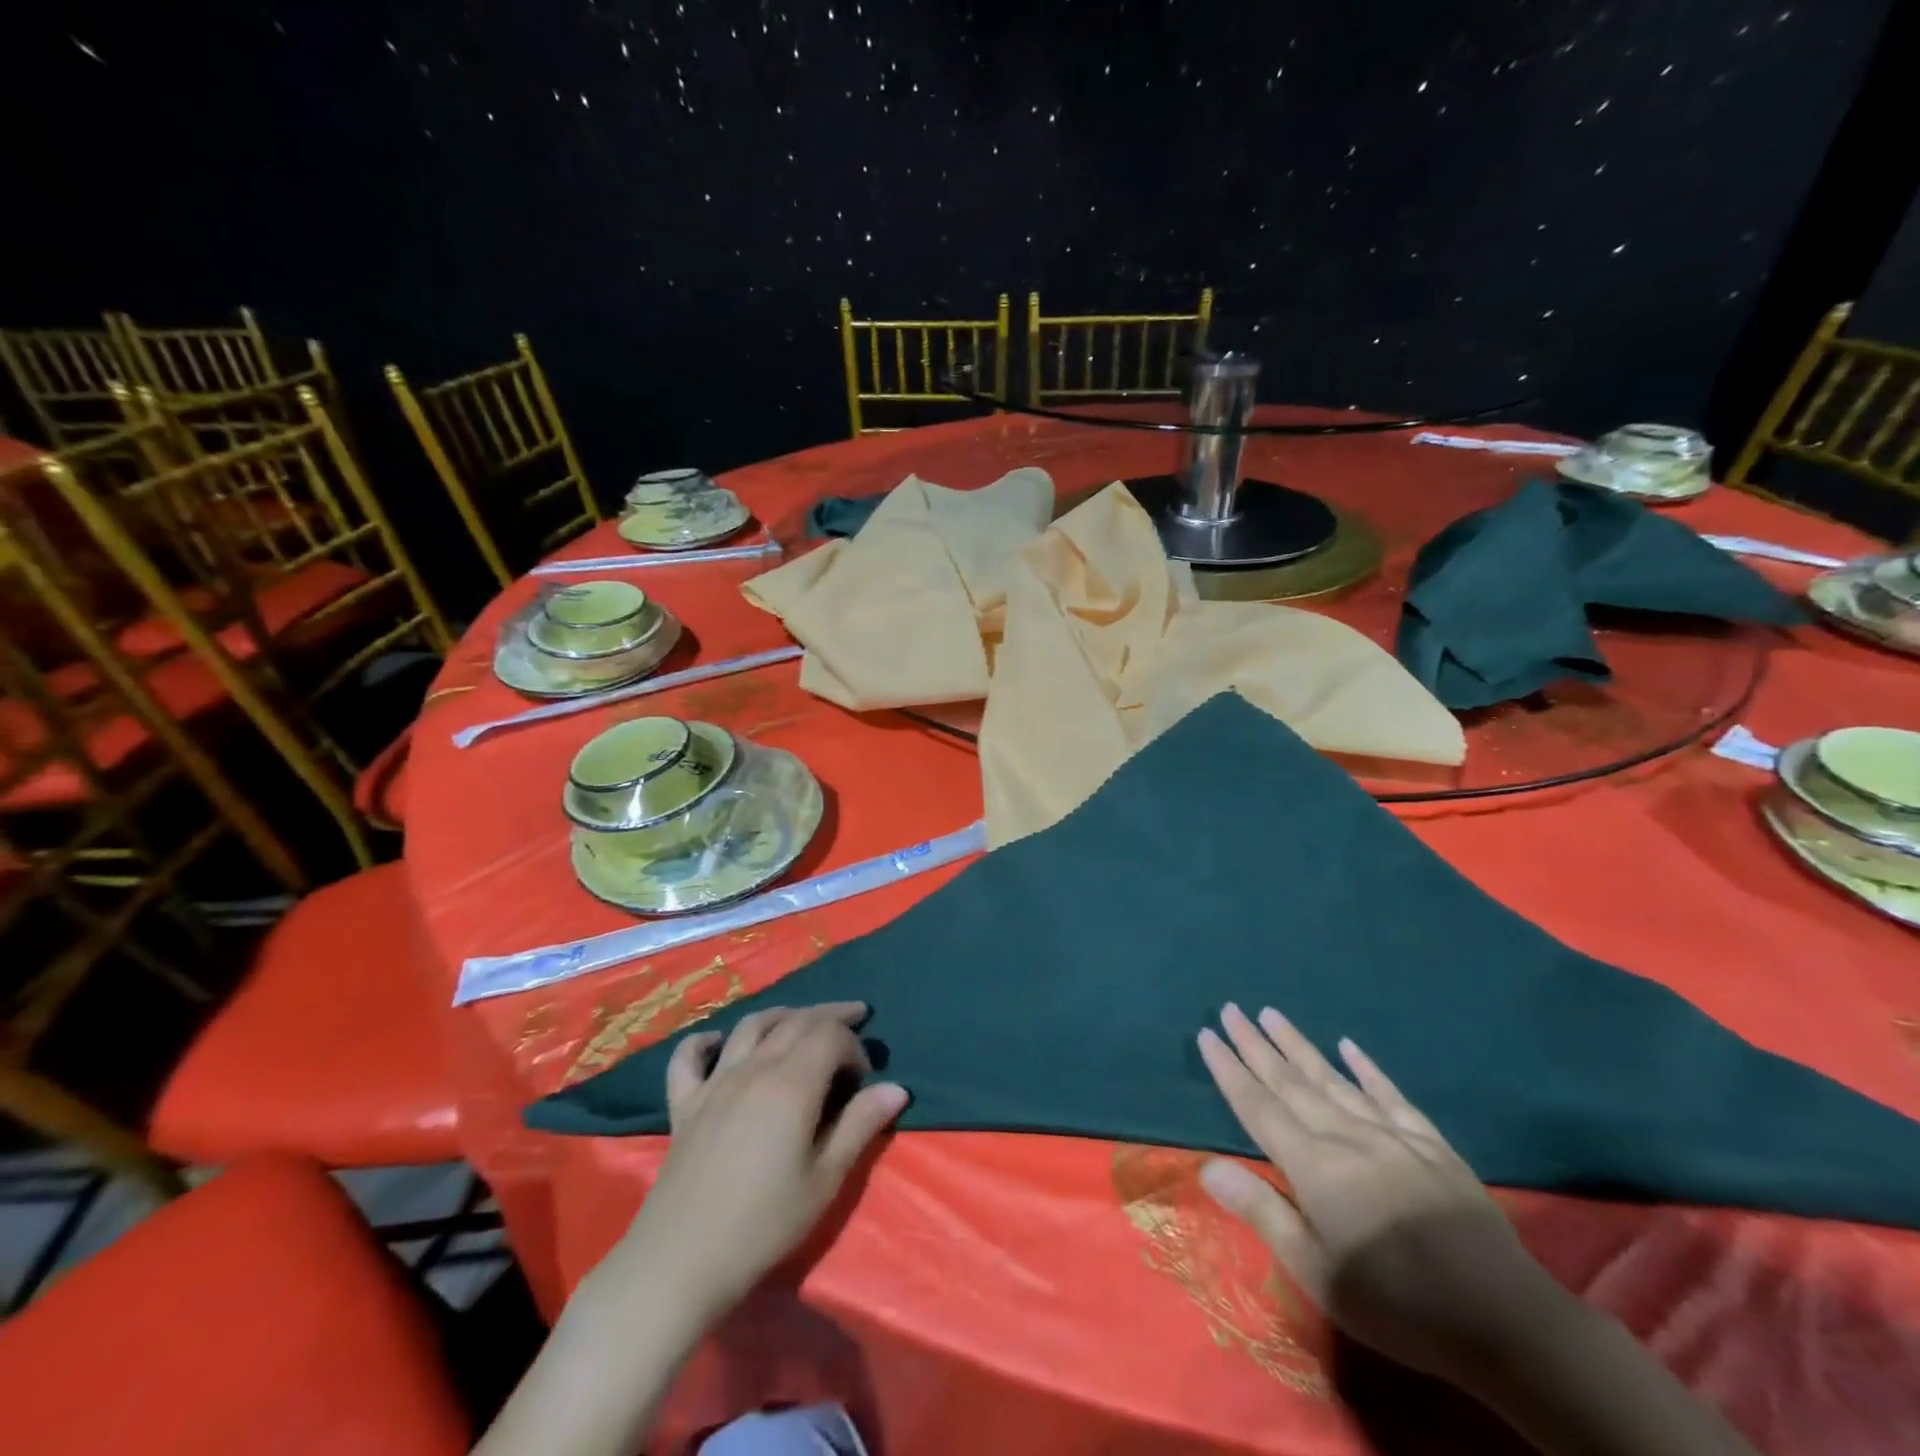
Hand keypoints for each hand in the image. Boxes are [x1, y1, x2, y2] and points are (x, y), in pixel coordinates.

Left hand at [616, 1002, 907, 1325]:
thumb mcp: (825, 1180)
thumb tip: (896, 1088)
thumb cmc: (764, 1223)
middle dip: (830, 1015)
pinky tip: (719, 1043)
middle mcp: (754, 1068)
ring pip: (751, 1025)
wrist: (682, 1261)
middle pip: (796, 1020)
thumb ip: (860, 1126)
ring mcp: (714, 1082)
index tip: (865, 1079)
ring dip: (782, 1015)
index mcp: (792, 1083)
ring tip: (802, 1020)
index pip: (831, 1035)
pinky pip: (689, 1056)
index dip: (855, 1046)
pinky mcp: (684, 1103)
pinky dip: (705, 1041)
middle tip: (855, 1016)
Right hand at [1197, 1003, 1571, 1385]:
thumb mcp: (1318, 1273)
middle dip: (1255, 1045)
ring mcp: (1392, 1135)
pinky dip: (1366, 1067)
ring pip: (1332, 1078)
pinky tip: (1349, 1046)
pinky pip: (1390, 1095)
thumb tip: (1208, 1165)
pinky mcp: (1431, 1144)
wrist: (1507, 1323)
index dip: (1229, 1070)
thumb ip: (1262, 1213)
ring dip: (1298, 1045)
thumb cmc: (1399, 1306)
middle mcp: (1347, 1137)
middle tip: (1231, 1009)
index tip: (1207, 1035)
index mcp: (1315, 1167)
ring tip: (1271, 1014)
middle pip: (1290, 1082)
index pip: (1259, 1106)